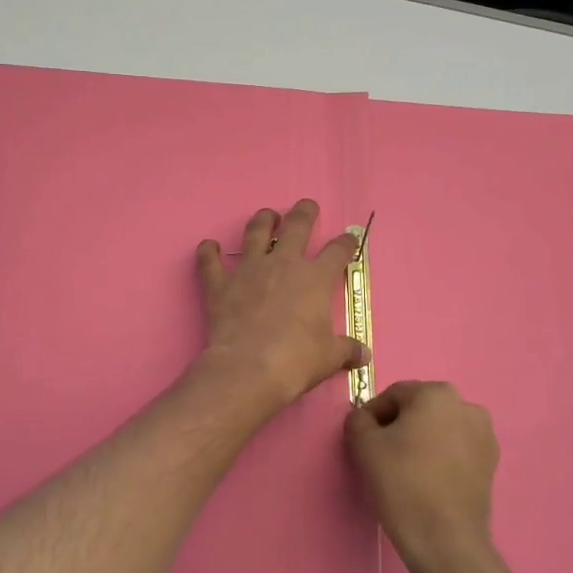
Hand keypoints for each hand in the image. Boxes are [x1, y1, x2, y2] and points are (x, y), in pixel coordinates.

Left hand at [194, 200, 366, 414]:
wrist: (249, 368)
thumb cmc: (297, 359)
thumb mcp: (329, 357)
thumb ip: (346, 350)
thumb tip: (364, 356)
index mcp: (315, 278)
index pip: (337, 252)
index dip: (346, 243)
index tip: (349, 240)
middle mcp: (283, 265)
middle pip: (296, 227)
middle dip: (304, 213)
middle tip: (307, 205)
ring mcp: (248, 271)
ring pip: (255, 233)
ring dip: (262, 221)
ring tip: (267, 215)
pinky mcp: (220, 285)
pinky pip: (210, 262)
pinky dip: (208, 252)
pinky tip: (208, 246)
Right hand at [346, 381, 500, 572]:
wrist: (445, 540)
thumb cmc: (402, 483)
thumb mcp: (364, 444)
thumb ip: (357, 419)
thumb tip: (364, 418)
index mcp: (437, 393)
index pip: (393, 395)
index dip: (372, 415)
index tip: (362, 440)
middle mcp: (467, 406)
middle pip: (419, 409)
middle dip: (398, 426)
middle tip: (380, 454)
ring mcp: (485, 435)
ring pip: (439, 428)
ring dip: (420, 440)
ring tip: (403, 468)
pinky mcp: (491, 463)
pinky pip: (456, 448)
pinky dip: (439, 456)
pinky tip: (426, 480)